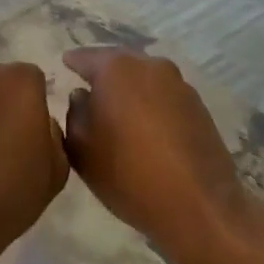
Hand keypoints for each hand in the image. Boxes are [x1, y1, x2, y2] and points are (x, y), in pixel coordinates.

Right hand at [62, 48, 246, 263]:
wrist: (198, 207)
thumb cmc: (127, 174)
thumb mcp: (81, 148)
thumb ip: (75, 113)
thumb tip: (83, 96)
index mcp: (117, 68)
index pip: (86, 57)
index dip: (73, 62)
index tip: (64, 65)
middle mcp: (150, 66)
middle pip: (119, 63)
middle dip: (103, 74)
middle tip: (88, 88)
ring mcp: (180, 85)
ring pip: (144, 79)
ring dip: (130, 90)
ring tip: (117, 110)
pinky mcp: (199, 108)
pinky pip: (164, 97)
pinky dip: (151, 105)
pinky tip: (144, 127)